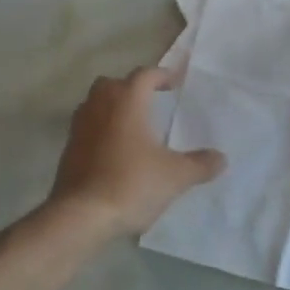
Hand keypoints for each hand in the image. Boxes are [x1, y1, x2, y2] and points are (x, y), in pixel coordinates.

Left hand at [48, 67, 226, 239]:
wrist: (81, 215)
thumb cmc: (131, 183)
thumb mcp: (175, 176)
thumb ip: (200, 164)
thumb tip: (221, 158)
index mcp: (127, 101)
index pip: (144, 75)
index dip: (162, 75)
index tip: (175, 82)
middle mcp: (100, 105)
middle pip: (114, 84)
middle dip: (131, 88)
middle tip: (150, 101)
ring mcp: (79, 126)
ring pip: (96, 104)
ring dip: (113, 108)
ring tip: (133, 126)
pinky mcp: (68, 149)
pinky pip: (87, 128)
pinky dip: (101, 130)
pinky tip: (115, 151)